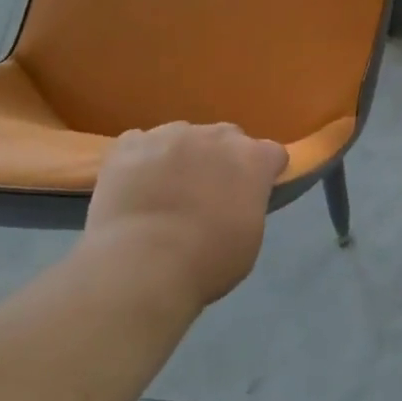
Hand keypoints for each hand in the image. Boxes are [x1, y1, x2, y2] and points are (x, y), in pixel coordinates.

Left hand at [79, 122, 287, 316]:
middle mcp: (216, 136)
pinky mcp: (130, 144)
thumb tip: (237, 202)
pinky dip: (140, 160)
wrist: (139, 265)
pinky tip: (133, 186)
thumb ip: (248, 206)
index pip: (271, 153)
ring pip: (182, 136)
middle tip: (208, 193)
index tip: (255, 193)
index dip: (264, 172)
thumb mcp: (249, 239)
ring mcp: (171, 135)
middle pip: (227, 137)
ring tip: (164, 190)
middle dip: (222, 158)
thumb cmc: (206, 261)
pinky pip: (140, 143)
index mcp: (252, 158)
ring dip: (181, 156)